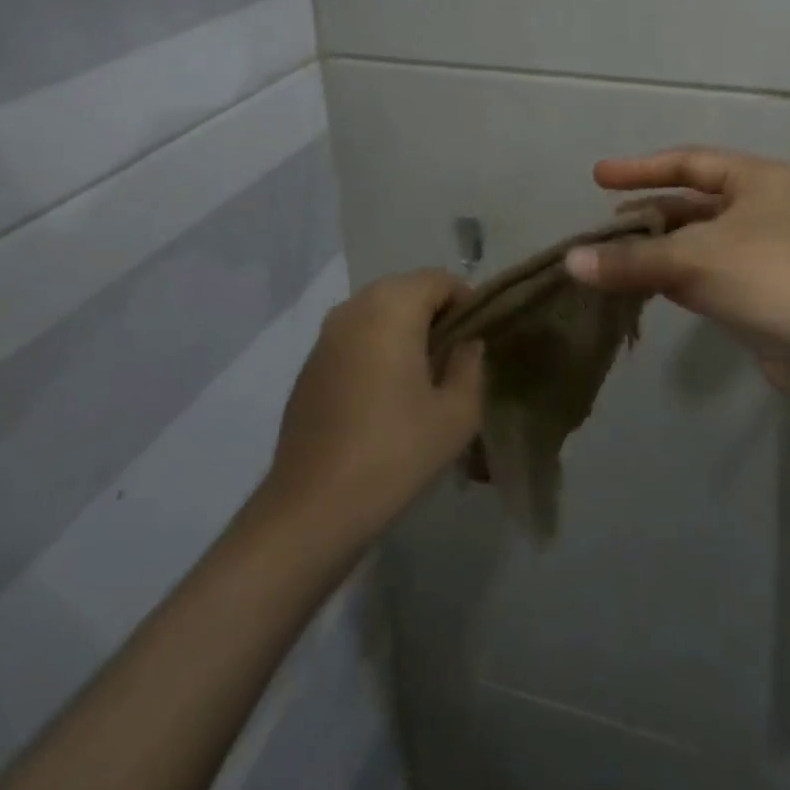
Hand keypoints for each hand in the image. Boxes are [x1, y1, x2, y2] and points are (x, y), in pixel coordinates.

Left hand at [264, 270, 483, 541]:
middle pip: (406, 289)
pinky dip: (376, 347)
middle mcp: (354, 307)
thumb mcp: (457, 414)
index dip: (467, 302)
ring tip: (423, 376)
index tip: (478, 340)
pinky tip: (385, 394)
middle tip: (455, 357)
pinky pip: (354, 336)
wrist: (313, 508)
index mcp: (391, 307)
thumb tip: (467, 344)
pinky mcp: (310, 364)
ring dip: (404, 329)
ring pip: (378, 311)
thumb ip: (470, 365)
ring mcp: (326, 335)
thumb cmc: (395, 453)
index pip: (439, 280)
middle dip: (435, 313)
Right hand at [564, 148, 789, 396]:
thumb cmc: (767, 278)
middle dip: (646, 213)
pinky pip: (703, 269)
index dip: (640, 169)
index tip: (598, 178)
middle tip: (604, 224)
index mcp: (756, 179)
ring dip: (655, 247)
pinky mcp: (757, 286)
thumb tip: (570, 261)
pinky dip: (671, 273)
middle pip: (690, 202)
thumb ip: (630, 259)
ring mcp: (761, 248)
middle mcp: (761, 206)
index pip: (688, 162)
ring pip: (695, 239)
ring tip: (611, 255)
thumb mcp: (693, 260)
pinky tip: (639, 284)